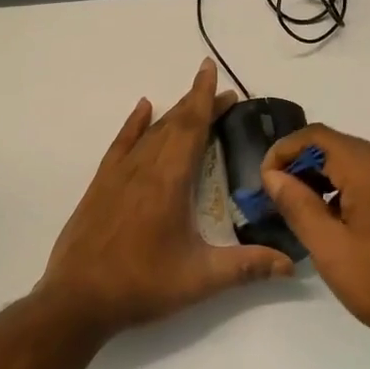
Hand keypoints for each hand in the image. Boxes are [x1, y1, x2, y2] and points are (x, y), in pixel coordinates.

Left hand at [36, 59, 293, 340]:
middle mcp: (144, 168)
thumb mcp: (200, 279)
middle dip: (198, 105)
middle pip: (175, 124)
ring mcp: (118, 174)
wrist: (77, 299)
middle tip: (223, 95)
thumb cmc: (142, 285)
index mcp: (169, 181)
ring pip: (151, 132)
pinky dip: (134, 124)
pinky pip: (121, 144)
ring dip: (174, 113)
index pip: (192, 127)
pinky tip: (143, 108)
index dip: (205, 97)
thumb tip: (292, 264)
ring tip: (193, 101)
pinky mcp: (101, 185)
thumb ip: (247, 267)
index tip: (211, 69)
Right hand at [260, 124, 369, 367]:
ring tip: (311, 217)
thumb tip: (274, 175)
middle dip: (305, 167)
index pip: (316, 136)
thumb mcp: (331, 250)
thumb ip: (298, 205)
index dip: (283, 152)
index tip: (265, 182)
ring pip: (360, 162)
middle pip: (340, 146)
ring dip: (330, 179)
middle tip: (282, 202)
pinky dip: (355, 189)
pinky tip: (347, 224)